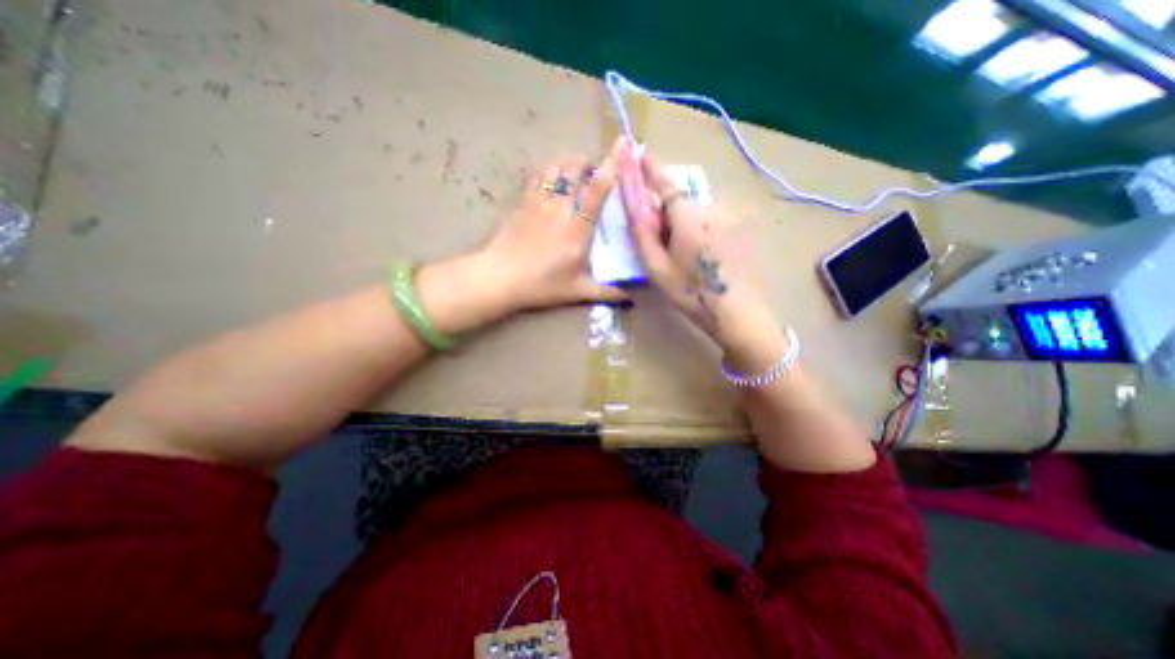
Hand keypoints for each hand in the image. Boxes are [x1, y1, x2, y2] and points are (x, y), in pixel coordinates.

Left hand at [474, 150, 627, 312]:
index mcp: (578, 229)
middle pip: (574, 170)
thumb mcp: (577, 292)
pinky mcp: (522, 203)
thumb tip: (629, 300)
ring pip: (555, 168)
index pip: (597, 191)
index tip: (620, 146)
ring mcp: (539, 203)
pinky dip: (548, 172)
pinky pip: (537, 177)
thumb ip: (606, 293)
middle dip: (586, 163)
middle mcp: (560, 209)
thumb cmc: (542, 285)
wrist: (500, 277)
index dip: (610, 167)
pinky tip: (551, 180)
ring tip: (573, 173)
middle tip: (593, 173)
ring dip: (567, 165)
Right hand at [615, 138, 787, 367]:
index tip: (639, 151)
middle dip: (663, 207)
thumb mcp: (657, 268)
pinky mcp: (735, 229)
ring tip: (677, 252)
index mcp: (687, 217)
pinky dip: (694, 226)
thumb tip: (635, 204)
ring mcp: (726, 219)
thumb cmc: (691, 293)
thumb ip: (643, 233)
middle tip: (656, 237)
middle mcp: (709, 210)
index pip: (665, 183)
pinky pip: (706, 218)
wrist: (736, 311)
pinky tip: (694, 253)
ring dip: (679, 220)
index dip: (651, 167)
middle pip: (679, 198)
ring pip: (693, 210)